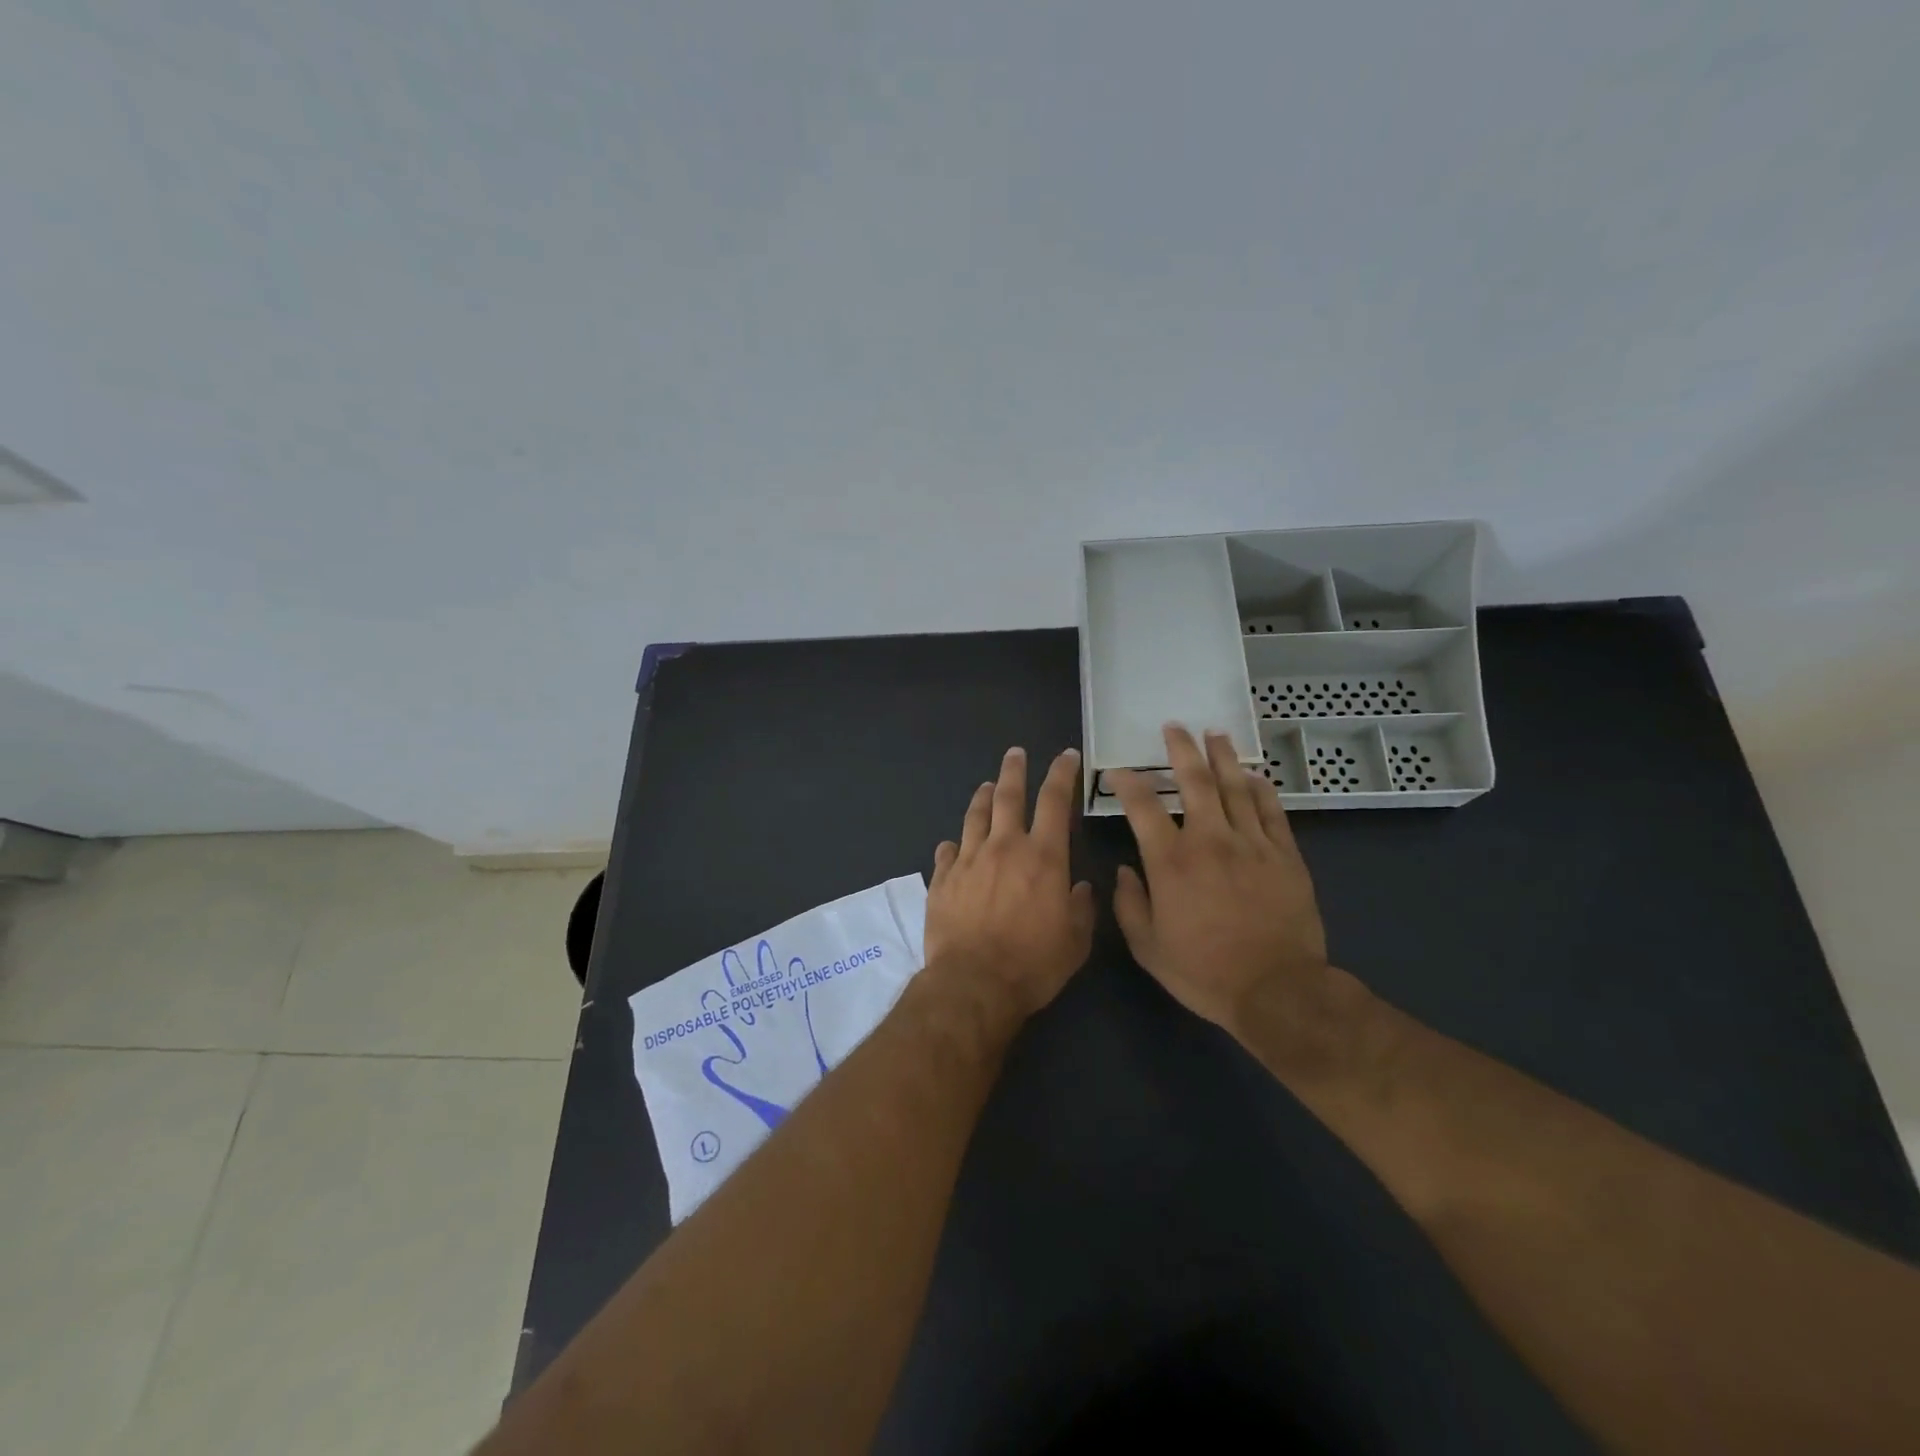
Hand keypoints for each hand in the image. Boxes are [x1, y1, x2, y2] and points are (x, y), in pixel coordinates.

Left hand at [923, 746, 1095, 1022]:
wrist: (974, 984)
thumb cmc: (1033, 964)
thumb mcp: (1075, 941)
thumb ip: (1081, 909)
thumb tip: (1081, 888)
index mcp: (1043, 857)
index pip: (1054, 801)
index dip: (1062, 774)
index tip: (1065, 756)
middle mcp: (1004, 847)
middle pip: (1007, 795)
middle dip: (1014, 770)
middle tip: (1015, 753)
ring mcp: (968, 860)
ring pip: (974, 816)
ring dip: (982, 797)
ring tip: (986, 786)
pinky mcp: (942, 880)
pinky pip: (947, 852)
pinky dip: (953, 845)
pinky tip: (953, 845)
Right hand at [1110, 725, 1332, 1041]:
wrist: (1277, 991)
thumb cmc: (1205, 972)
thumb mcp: (1148, 948)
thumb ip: (1129, 905)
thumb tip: (1123, 872)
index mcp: (1171, 861)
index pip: (1142, 806)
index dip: (1126, 782)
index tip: (1117, 771)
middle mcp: (1210, 840)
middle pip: (1194, 781)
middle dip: (1181, 749)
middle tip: (1174, 727)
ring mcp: (1251, 844)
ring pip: (1235, 787)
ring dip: (1222, 757)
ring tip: (1214, 733)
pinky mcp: (1284, 855)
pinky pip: (1271, 811)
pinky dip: (1261, 789)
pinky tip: (1254, 775)